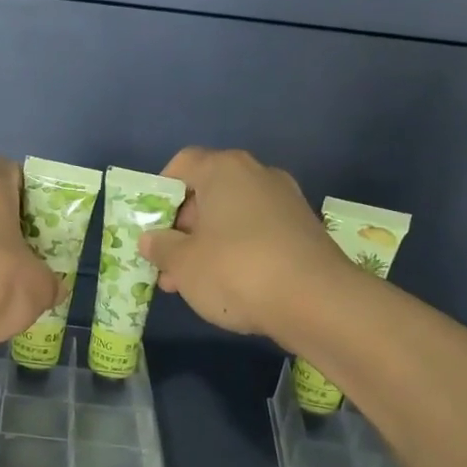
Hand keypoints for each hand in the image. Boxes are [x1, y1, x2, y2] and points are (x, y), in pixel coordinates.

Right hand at [139, 147, 351, 340]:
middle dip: (182, 226)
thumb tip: (151, 239)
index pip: (183, 163)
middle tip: (166, 261)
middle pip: (208, 191)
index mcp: (224, 170)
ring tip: (188, 282)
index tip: (150, 224)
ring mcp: (285, 202)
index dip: (161, 191)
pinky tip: (225, 285)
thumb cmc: (235, 271)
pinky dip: (236, 252)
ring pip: (232, 216)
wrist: (316, 302)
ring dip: (207, 244)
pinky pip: (257, 233)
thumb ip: (161, 248)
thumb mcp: (183, 264)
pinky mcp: (303, 230)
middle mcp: (258, 175)